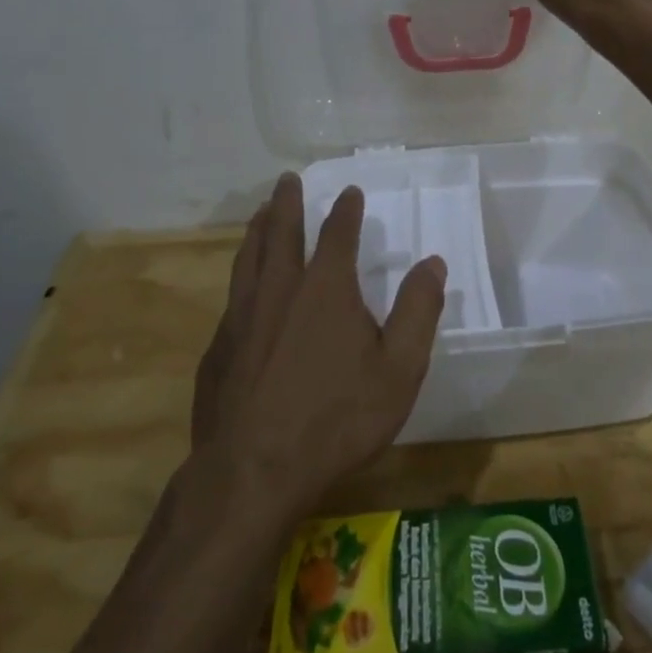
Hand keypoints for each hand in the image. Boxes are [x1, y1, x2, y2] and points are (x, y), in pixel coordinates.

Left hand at [192, 175, 446, 512]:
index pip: (338, 234)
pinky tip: (242, 287)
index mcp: (326, 289)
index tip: (349, 191)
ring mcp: (242, 317)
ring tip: (261, 213)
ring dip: (258, 230)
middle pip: (281, 233)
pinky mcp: (218, 348)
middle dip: (288, 203)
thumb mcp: (399, 369)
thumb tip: (433, 263)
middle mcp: (279, 290)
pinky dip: (241, 277)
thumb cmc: (337, 419)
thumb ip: (418, 311)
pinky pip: (232, 297)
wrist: (253, 472)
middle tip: (287, 180)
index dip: (346, 210)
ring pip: (249, 258)